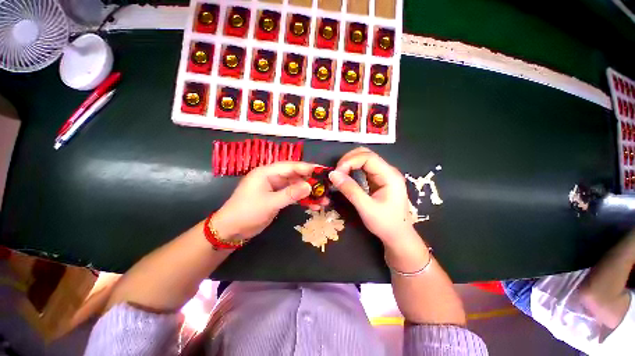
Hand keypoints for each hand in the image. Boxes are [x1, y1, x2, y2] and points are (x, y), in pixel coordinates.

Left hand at [214, 162, 327, 240]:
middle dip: (311, 182)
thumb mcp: (270, 203)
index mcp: (267, 172)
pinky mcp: (277, 198)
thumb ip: (290, 194)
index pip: (290, 166)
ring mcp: (275, 188)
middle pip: (296, 176)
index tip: (323, 171)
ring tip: (324, 200)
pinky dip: (303, 200)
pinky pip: (293, 196)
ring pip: (296, 187)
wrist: (231, 230)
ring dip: (309, 193)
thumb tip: (310, 186)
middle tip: (326, 187)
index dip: (307, 168)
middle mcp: (272, 177)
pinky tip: (314, 206)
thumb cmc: (246, 212)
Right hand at [329, 147, 417, 249]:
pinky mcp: (378, 180)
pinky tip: (346, 177)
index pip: (368, 157)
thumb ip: (350, 190)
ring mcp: (383, 174)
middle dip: (349, 159)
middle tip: (337, 172)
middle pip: (366, 154)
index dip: (350, 161)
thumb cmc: (385, 224)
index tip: (337, 173)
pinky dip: (352, 169)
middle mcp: (388, 171)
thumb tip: (333, 174)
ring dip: (349, 163)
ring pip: (364, 159)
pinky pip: (363, 168)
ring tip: (339, 174)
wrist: (398, 236)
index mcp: (389, 175)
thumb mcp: (366, 208)